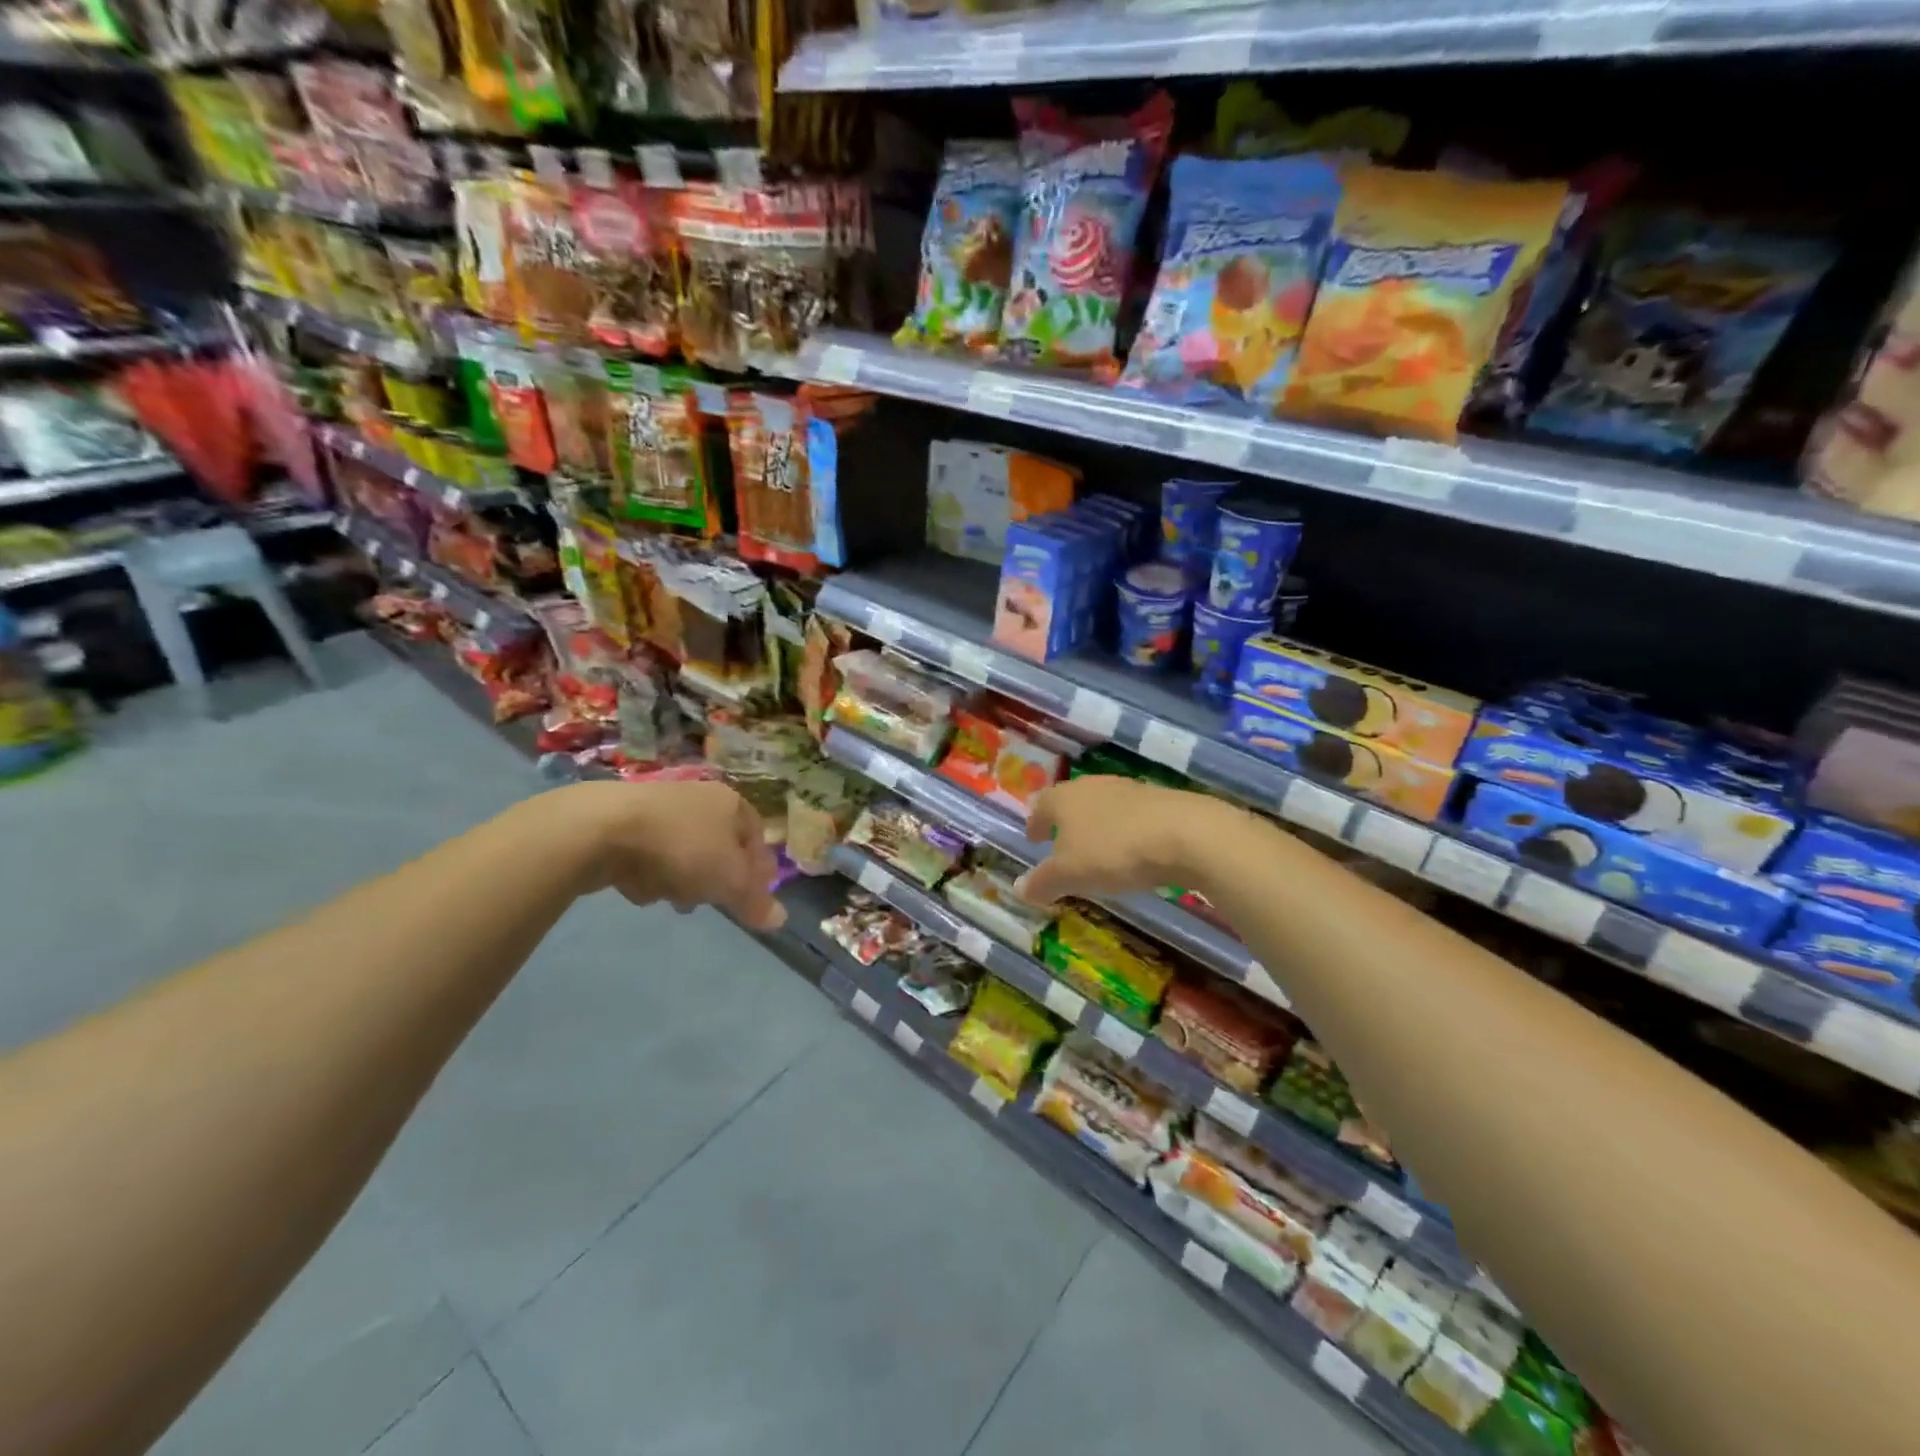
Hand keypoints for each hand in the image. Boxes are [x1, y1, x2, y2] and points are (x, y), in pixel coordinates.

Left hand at [557, 780, 786, 931]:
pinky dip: (648, 872)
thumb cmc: (682, 848)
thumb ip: (755, 901)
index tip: (751, 898)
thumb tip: (781, 920)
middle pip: (718, 846)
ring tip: (671, 899)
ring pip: (683, 852)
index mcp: (732, 803)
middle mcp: (699, 797)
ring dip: (681, 879)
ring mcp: (659, 807)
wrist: (602, 828)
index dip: (758, 870)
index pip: (757, 837)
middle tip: (708, 901)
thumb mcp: (729, 880)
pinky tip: (637, 887)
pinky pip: (648, 854)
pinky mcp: (623, 821)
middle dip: (714, 878)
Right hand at [1014, 775, 1237, 907]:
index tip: (1034, 838)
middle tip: (1062, 844)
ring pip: (1102, 806)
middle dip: (1065, 822)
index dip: (1035, 823)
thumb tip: (1018, 888)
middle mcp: (1092, 786)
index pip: (1041, 806)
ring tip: (1097, 850)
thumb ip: (1043, 881)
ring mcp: (1128, 789)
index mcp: (1063, 798)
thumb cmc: (1113, 852)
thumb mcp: (1070, 874)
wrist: (1184, 834)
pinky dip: (1124, 830)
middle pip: (1071, 801)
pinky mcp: (1159, 800)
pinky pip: (1131, 815)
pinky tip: (1132, 850)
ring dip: (1096, 826)